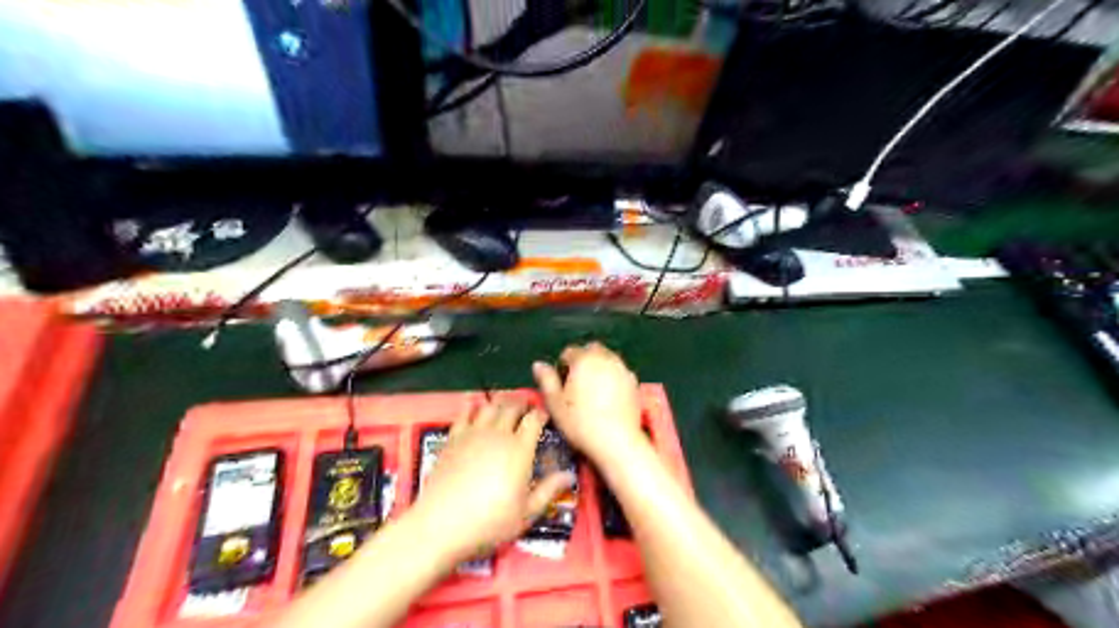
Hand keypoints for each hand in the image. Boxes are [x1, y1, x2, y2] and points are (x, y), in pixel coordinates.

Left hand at [408, 399, 571, 561]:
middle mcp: (498, 434)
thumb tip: (570, 475)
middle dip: (522, 404)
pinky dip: (473, 406)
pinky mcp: (452, 438)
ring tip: (505, 405)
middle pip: (512, 407)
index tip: (544, 416)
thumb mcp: (527, 513)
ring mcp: (473, 434)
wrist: (441, 525)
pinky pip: (465, 413)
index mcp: (519, 449)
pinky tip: (475, 406)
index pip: (534, 419)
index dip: (541, 413)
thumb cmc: (490, 522)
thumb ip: (549, 490)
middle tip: (526, 408)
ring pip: (490, 406)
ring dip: (500, 402)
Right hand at [535, 342, 642, 464]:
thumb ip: (546, 380)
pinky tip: (608, 396)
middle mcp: (605, 358)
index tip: (562, 385)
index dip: (562, 367)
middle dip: (583, 361)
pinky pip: (620, 371)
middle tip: (577, 384)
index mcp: (583, 359)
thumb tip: (538, 364)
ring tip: (593, 390)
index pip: (569, 352)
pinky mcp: (634, 382)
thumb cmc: (580, 422)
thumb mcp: (555, 403)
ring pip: (608, 358)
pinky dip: (613, 377)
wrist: (617, 441)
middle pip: (591, 350)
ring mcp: (622, 369)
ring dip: (599, 367)